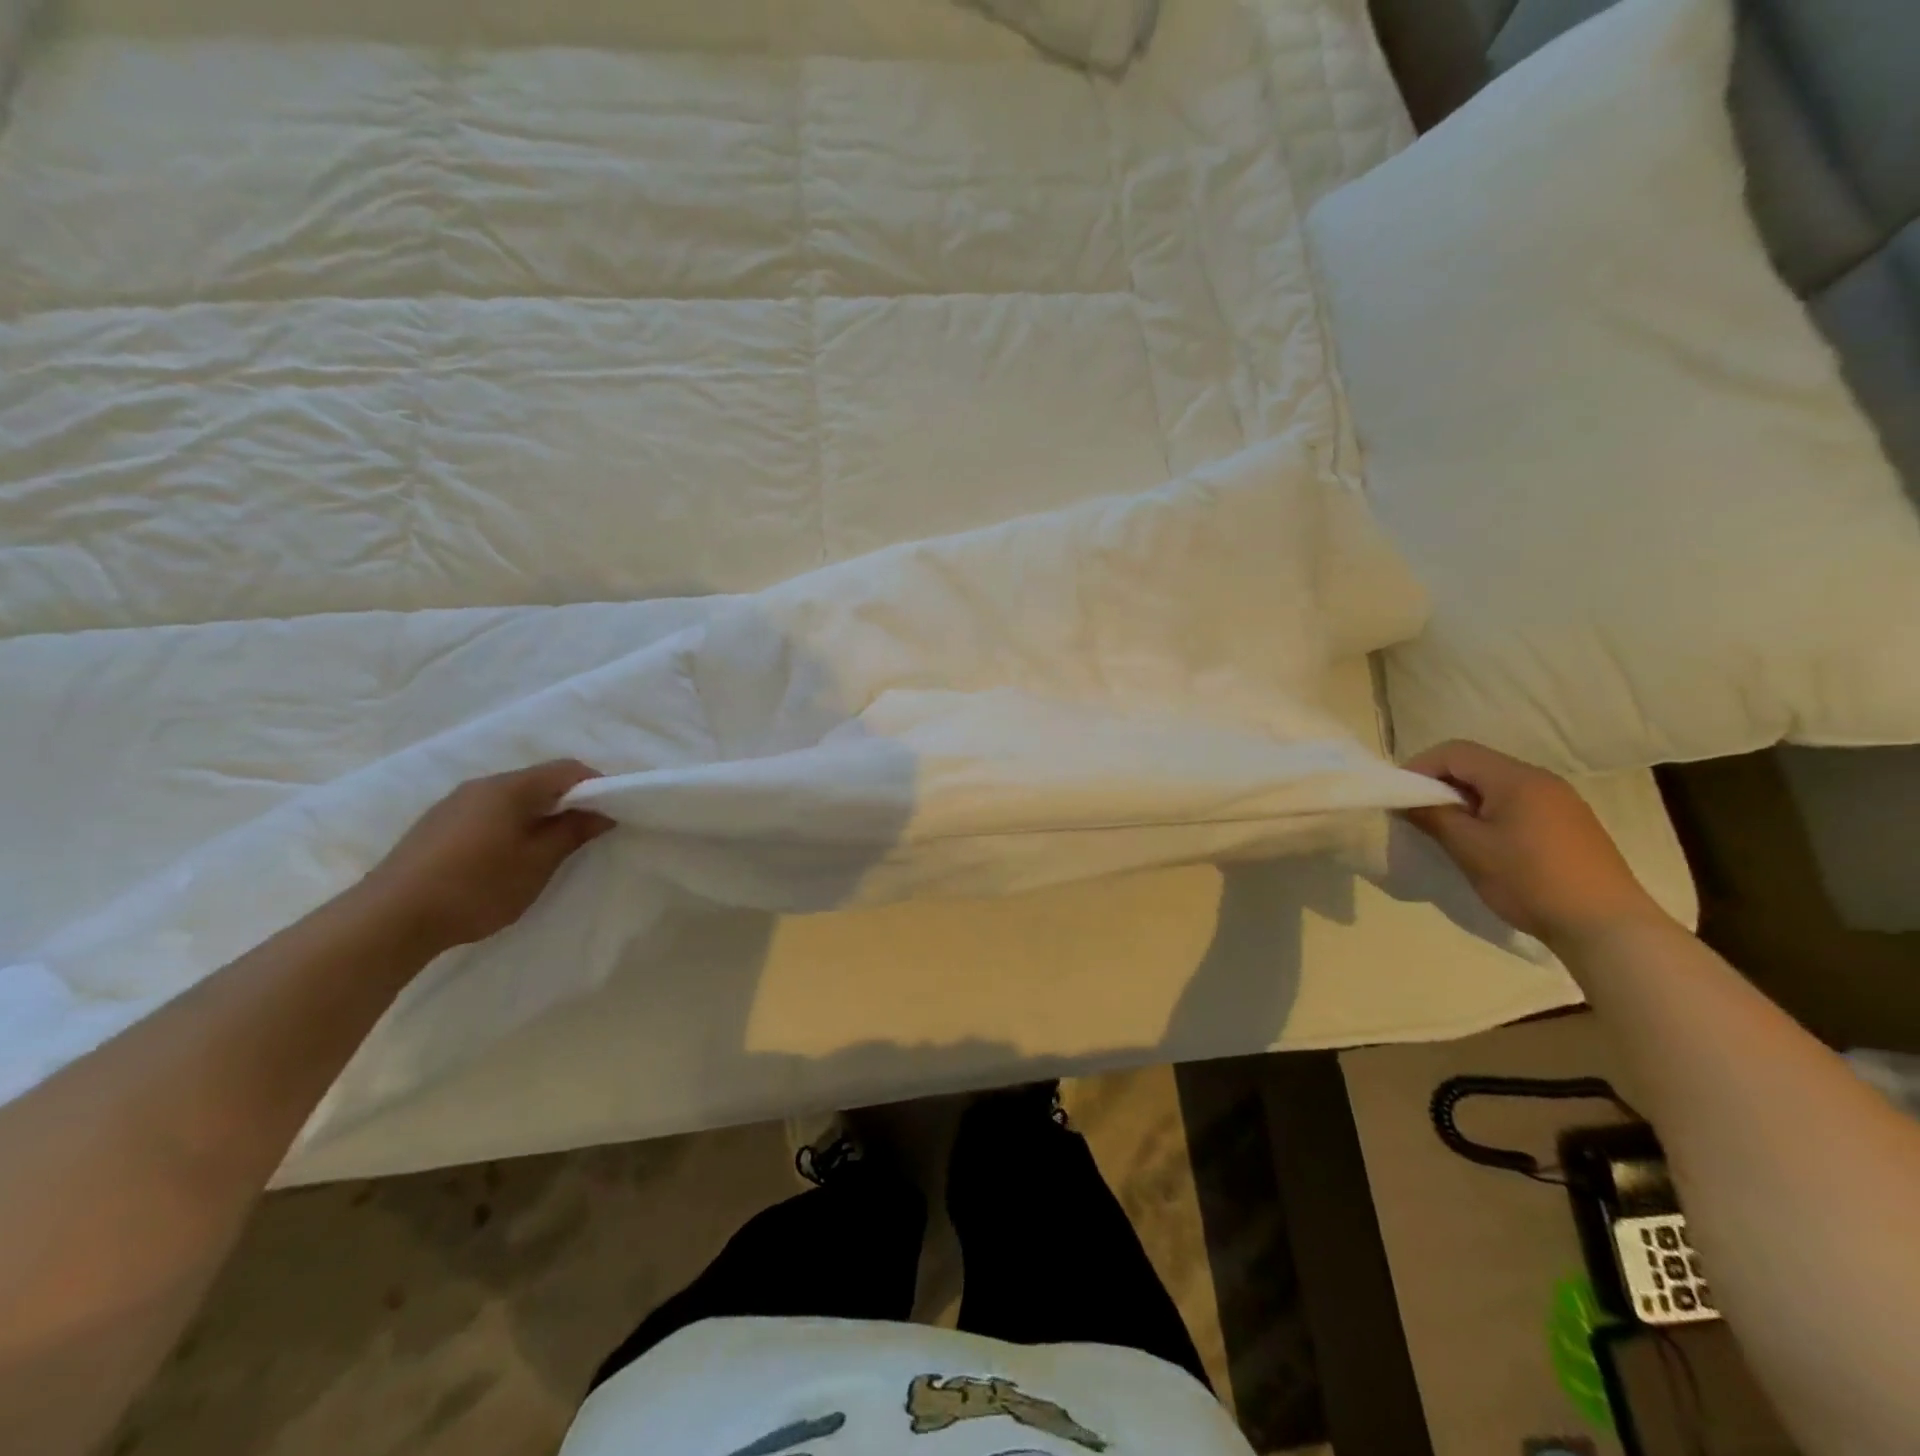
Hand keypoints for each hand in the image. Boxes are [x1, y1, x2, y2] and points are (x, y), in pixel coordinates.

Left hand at [358, 761, 615, 953]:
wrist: (388, 919)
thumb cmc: (475, 887)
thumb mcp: (537, 863)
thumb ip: (572, 832)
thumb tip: (602, 812)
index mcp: (510, 788)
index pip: (567, 769)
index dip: (597, 785)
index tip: (612, 813)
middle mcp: (481, 785)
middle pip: (538, 780)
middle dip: (568, 801)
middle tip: (585, 834)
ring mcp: (454, 804)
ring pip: (511, 798)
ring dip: (538, 815)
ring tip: (547, 849)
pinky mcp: (436, 826)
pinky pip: (488, 813)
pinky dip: (511, 825)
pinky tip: (506, 858)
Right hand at [1400, 740, 1669, 944]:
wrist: (1606, 927)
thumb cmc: (1530, 880)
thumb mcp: (1470, 848)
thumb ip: (1433, 816)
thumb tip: (1405, 801)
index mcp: (1516, 778)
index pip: (1456, 752)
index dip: (1420, 767)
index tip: (1400, 796)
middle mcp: (1541, 780)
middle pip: (1477, 765)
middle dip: (1441, 783)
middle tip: (1418, 814)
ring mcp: (1560, 802)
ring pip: (1497, 786)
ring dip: (1465, 800)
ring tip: (1448, 831)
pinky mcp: (1570, 825)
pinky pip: (1518, 804)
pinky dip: (1490, 813)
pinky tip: (1485, 844)